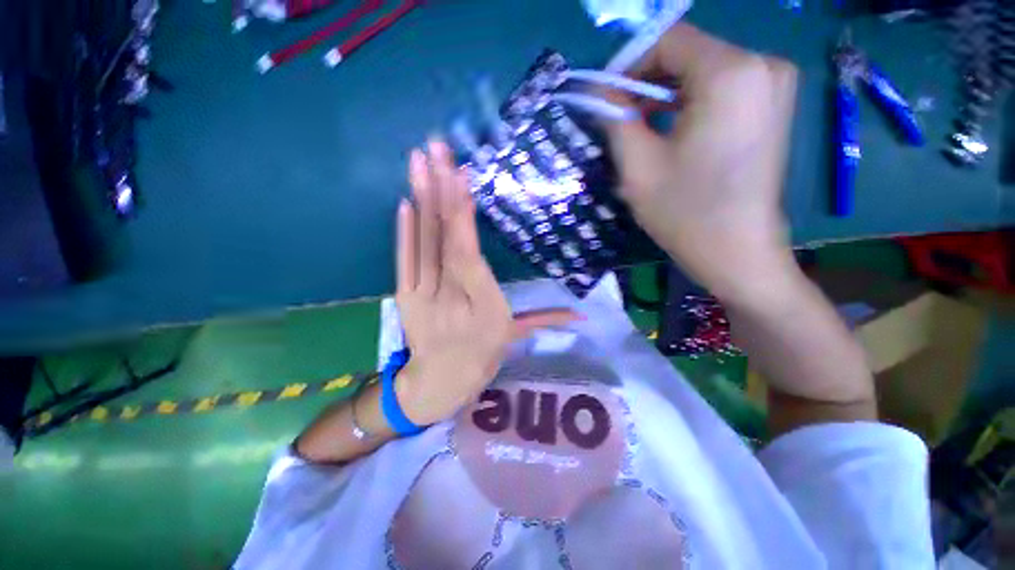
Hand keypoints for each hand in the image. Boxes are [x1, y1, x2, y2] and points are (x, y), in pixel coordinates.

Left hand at [393, 140, 579, 425]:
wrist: (438, 381)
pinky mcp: (404, 296)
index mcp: (482, 306)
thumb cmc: (481, 355)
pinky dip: (404, 230)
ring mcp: (422, 295)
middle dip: (440, 191)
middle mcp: (450, 298)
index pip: (469, 255)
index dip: (462, 216)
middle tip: (435, 149)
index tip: (460, 176)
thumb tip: (582, 315)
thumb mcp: (512, 338)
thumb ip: (544, 319)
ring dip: (420, 199)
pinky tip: (405, 201)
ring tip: (418, 161)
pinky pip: (404, 259)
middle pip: (445, 241)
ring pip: (423, 243)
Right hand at [605, 23, 799, 304]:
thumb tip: (597, 91)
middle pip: (687, 54)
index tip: (605, 99)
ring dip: (665, 95)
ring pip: (702, 71)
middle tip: (619, 118)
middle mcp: (762, 64)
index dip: (628, 65)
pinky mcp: (773, 104)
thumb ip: (614, 118)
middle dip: (646, 82)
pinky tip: (671, 131)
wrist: (738, 251)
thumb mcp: (637, 166)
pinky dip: (689, 102)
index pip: (668, 41)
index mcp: (730, 73)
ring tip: (640, 129)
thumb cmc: (685, 213)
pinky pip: (721, 87)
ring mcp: (774, 83)